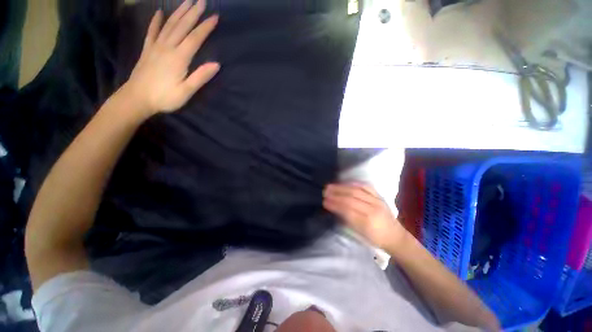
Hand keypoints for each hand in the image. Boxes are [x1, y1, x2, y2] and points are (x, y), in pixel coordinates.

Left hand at [123, 0, 219, 117]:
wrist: (137, 98)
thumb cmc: (165, 97)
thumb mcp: (186, 91)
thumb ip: (200, 77)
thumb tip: (216, 64)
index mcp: (179, 58)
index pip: (195, 38)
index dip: (205, 27)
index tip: (215, 16)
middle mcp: (167, 47)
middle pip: (182, 26)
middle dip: (193, 13)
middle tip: (201, 1)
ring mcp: (156, 46)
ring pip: (169, 25)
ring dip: (179, 12)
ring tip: (187, 2)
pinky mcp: (147, 49)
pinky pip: (152, 31)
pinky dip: (156, 21)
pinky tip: (159, 13)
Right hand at [323, 183, 408, 250]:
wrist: (395, 236)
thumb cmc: (375, 239)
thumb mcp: (360, 234)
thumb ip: (347, 220)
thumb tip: (335, 208)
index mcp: (367, 222)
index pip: (347, 210)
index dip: (334, 204)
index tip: (324, 201)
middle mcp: (372, 209)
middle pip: (351, 198)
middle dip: (336, 194)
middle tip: (325, 191)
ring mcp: (377, 201)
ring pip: (357, 190)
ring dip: (342, 187)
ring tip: (331, 185)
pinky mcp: (379, 196)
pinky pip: (366, 186)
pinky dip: (354, 183)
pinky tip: (345, 182)